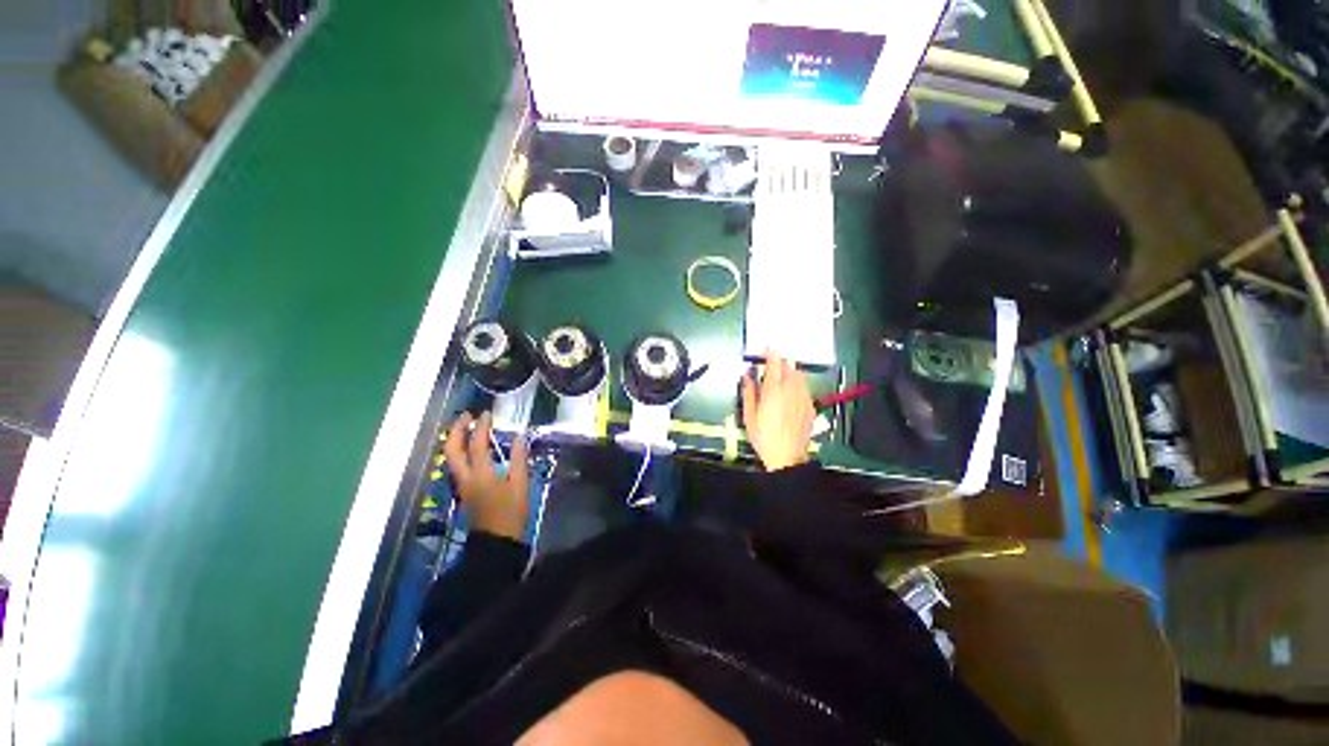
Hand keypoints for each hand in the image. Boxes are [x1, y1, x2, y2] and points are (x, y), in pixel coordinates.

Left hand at [444, 411, 529, 540]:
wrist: (496, 541)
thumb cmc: (511, 513)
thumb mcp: (521, 485)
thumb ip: (519, 459)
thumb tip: (518, 438)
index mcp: (481, 474)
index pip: (477, 444)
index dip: (481, 427)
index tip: (487, 413)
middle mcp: (466, 477)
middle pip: (452, 449)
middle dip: (457, 430)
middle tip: (467, 415)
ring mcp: (462, 484)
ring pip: (451, 456)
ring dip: (456, 438)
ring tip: (468, 426)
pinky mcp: (464, 489)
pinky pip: (457, 463)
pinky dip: (461, 449)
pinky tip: (472, 446)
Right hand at [741, 351, 813, 471]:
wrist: (787, 456)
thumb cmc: (765, 436)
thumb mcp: (749, 415)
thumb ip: (749, 392)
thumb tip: (747, 376)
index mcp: (774, 390)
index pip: (774, 364)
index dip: (771, 353)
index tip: (768, 347)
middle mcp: (791, 390)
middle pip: (790, 367)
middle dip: (782, 362)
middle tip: (774, 363)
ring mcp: (803, 398)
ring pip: (800, 376)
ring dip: (791, 371)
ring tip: (783, 376)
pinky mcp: (810, 407)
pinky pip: (805, 388)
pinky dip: (798, 384)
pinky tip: (792, 392)